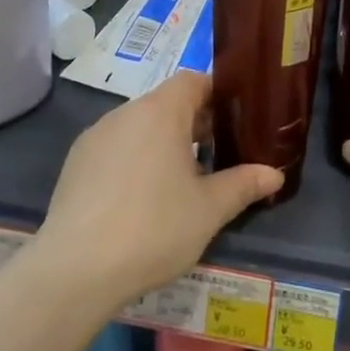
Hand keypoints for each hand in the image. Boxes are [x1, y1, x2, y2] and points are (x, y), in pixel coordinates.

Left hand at [37, 71, 282, 310]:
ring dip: (162, 143)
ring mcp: (95, 137)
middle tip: (217, 156)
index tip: (236, 121)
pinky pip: (115, 148)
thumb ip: (243, 184)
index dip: (217, 95)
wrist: (75, 270)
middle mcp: (125, 113)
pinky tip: (139, 201)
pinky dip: (133, 161)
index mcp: (161, 111)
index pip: (194, 81)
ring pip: (139, 127)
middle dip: (194, 124)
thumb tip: (274, 174)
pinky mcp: (75, 164)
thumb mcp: (209, 209)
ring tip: (180, 183)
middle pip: (167, 103)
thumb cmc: (154, 228)